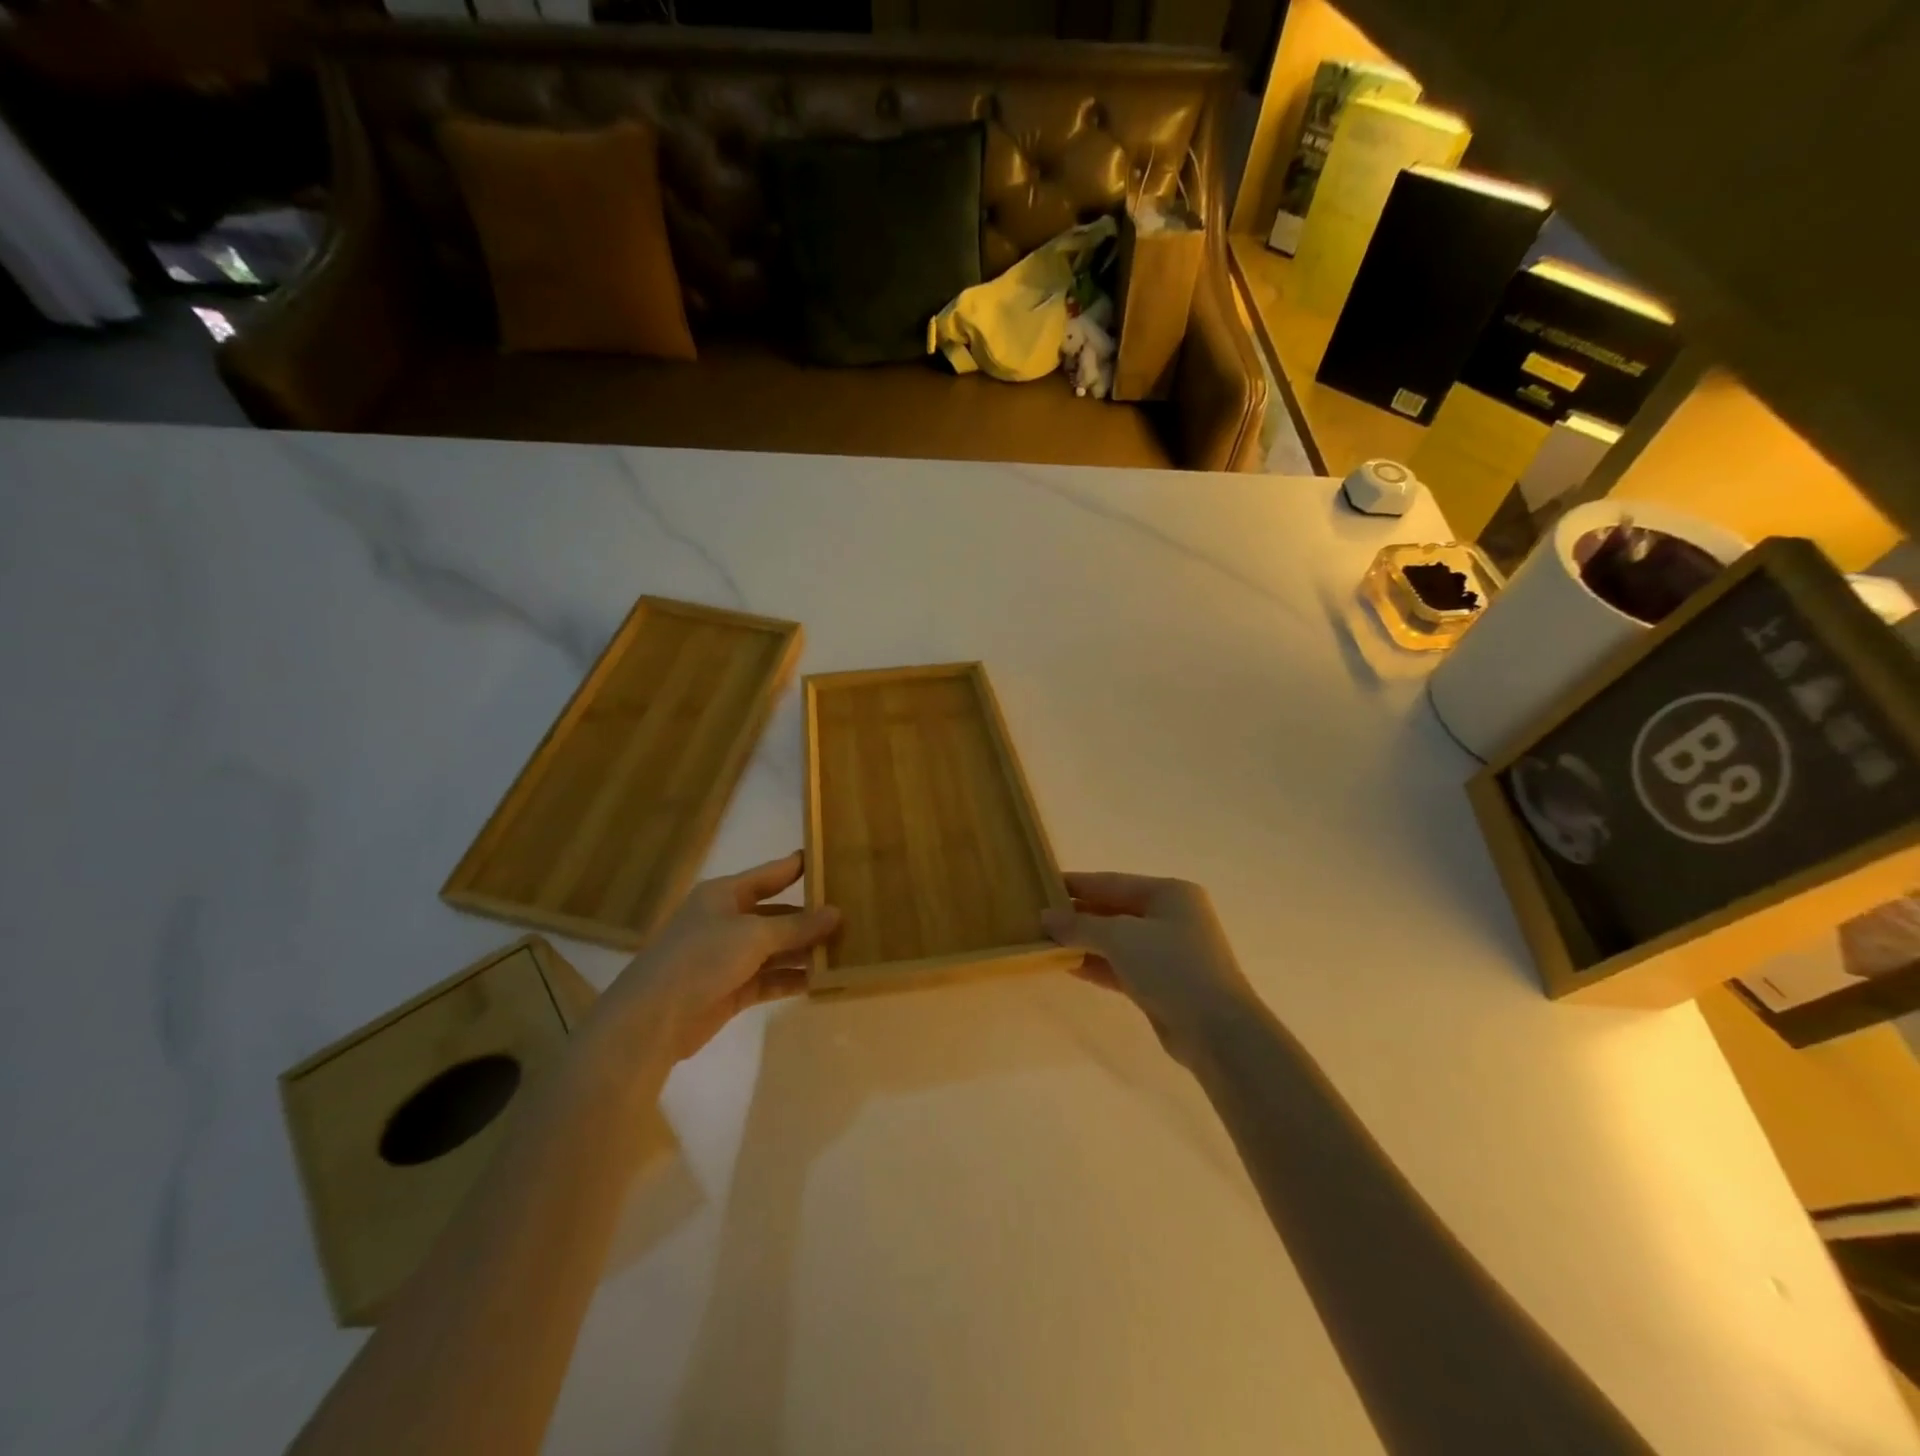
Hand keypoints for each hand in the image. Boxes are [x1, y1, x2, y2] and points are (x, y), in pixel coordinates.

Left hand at [595, 851, 839, 1061]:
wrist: (653, 1019)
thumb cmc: (701, 958)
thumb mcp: (753, 935)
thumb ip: (797, 926)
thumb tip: (836, 913)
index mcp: (724, 895)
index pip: (770, 874)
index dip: (798, 867)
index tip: (830, 860)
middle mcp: (727, 921)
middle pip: (777, 914)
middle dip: (810, 918)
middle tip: (852, 916)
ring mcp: (728, 957)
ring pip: (776, 949)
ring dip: (805, 951)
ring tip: (846, 950)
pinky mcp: (732, 989)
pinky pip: (770, 978)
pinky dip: (793, 979)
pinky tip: (823, 980)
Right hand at [1042, 872, 1254, 1064]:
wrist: (1216, 1030)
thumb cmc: (1171, 966)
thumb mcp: (1121, 937)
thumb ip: (1080, 925)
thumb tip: (1045, 917)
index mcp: (1169, 893)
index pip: (1112, 882)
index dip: (1076, 884)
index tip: (1042, 885)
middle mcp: (1171, 917)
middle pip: (1114, 909)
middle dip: (1078, 915)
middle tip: (1038, 917)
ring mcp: (1168, 952)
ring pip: (1116, 940)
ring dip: (1083, 942)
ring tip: (1044, 941)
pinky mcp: (1162, 983)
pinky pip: (1121, 966)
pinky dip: (1096, 964)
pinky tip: (1066, 965)